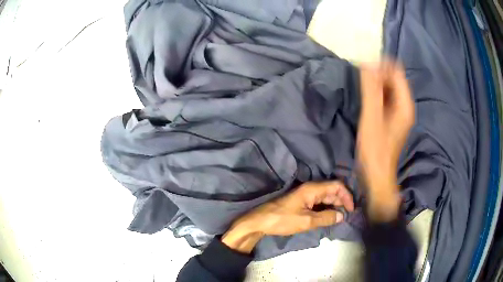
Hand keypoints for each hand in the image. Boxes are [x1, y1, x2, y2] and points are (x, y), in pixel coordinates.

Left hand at [222, 181, 354, 252]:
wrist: (261, 221)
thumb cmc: (283, 219)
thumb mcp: (306, 221)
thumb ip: (326, 218)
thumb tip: (342, 216)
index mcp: (313, 189)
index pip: (337, 186)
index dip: (347, 196)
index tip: (351, 209)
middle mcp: (311, 189)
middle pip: (333, 191)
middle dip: (342, 202)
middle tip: (347, 216)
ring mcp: (306, 196)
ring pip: (326, 197)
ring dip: (335, 206)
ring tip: (340, 218)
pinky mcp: (302, 203)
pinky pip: (319, 203)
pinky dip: (326, 209)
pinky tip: (329, 218)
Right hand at [358, 61, 414, 221]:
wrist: (377, 173)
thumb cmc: (375, 148)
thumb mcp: (372, 117)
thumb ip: (371, 90)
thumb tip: (367, 64)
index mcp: (404, 104)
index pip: (397, 73)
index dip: (382, 66)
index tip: (365, 68)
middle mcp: (405, 106)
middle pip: (394, 79)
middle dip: (379, 74)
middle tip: (362, 78)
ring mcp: (399, 112)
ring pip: (390, 88)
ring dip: (377, 83)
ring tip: (362, 86)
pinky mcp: (393, 118)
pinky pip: (386, 98)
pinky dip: (377, 94)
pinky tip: (367, 98)